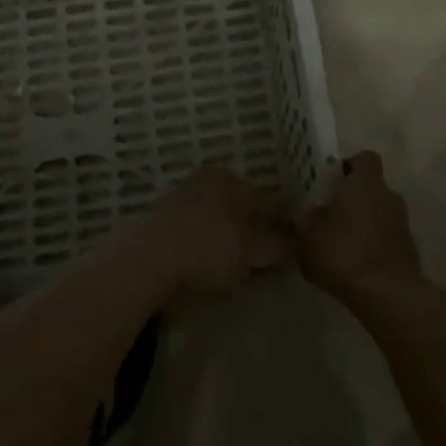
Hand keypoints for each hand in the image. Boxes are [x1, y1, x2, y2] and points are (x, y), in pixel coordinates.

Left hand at [123, 167, 291, 304]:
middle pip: (242, 207)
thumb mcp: (253, 249)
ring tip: (241, 265)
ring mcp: (181, 201)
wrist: (147, 261)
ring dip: (231, 238)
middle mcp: (206, 183)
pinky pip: (197, 234)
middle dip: (257, 228)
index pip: (268, 200)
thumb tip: (298, 242)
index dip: (284, 222)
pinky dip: (208, 246)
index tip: (295, 242)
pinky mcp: (161, 224)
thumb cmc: (209, 248)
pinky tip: (211, 264)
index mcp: (231, 180)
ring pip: (218, 219)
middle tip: (270, 256)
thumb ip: (279, 244)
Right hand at [296, 153, 422, 304]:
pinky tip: (354, 265)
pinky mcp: (408, 250)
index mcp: (365, 183)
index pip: (364, 158)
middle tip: (328, 215)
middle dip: (352, 199)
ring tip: (338, 244)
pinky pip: (385, 238)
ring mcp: (402, 223)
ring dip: (362, 224)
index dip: (348, 166)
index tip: (331, 181)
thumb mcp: (309, 235)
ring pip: (378, 214)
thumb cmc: (344, 253)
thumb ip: (306, 219)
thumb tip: (308, 213)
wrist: (388, 295)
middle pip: (371, 188)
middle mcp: (388, 196)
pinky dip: (372, 245)